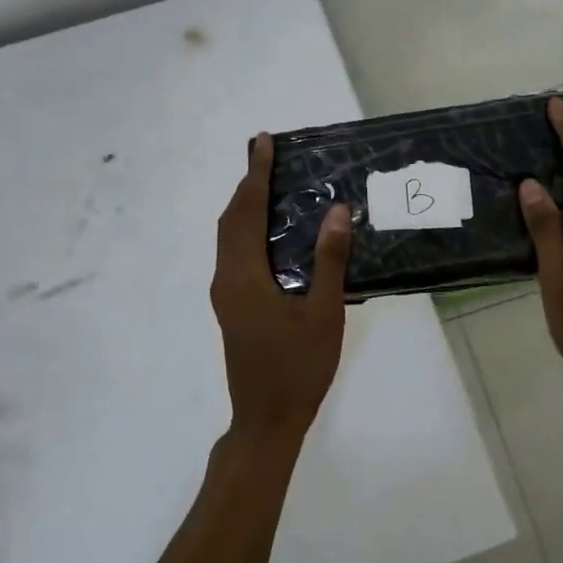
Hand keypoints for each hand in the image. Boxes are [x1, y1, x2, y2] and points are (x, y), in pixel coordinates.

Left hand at [210, 133, 352, 441]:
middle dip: (247, 185)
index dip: (254, 175)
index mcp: (244, 276)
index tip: (263, 143)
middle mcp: (226, 279)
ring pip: (229, 237)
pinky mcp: (232, 306)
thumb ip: (328, 260)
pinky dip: (247, 229)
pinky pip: (235, 253)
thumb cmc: (298, 367)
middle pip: (230, 220)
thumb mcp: (323, 313)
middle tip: (269, 157)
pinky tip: (272, 233)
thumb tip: (336, 211)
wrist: (266, 420)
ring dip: (245, 207)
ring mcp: (226, 295)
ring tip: (270, 185)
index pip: (246, 212)